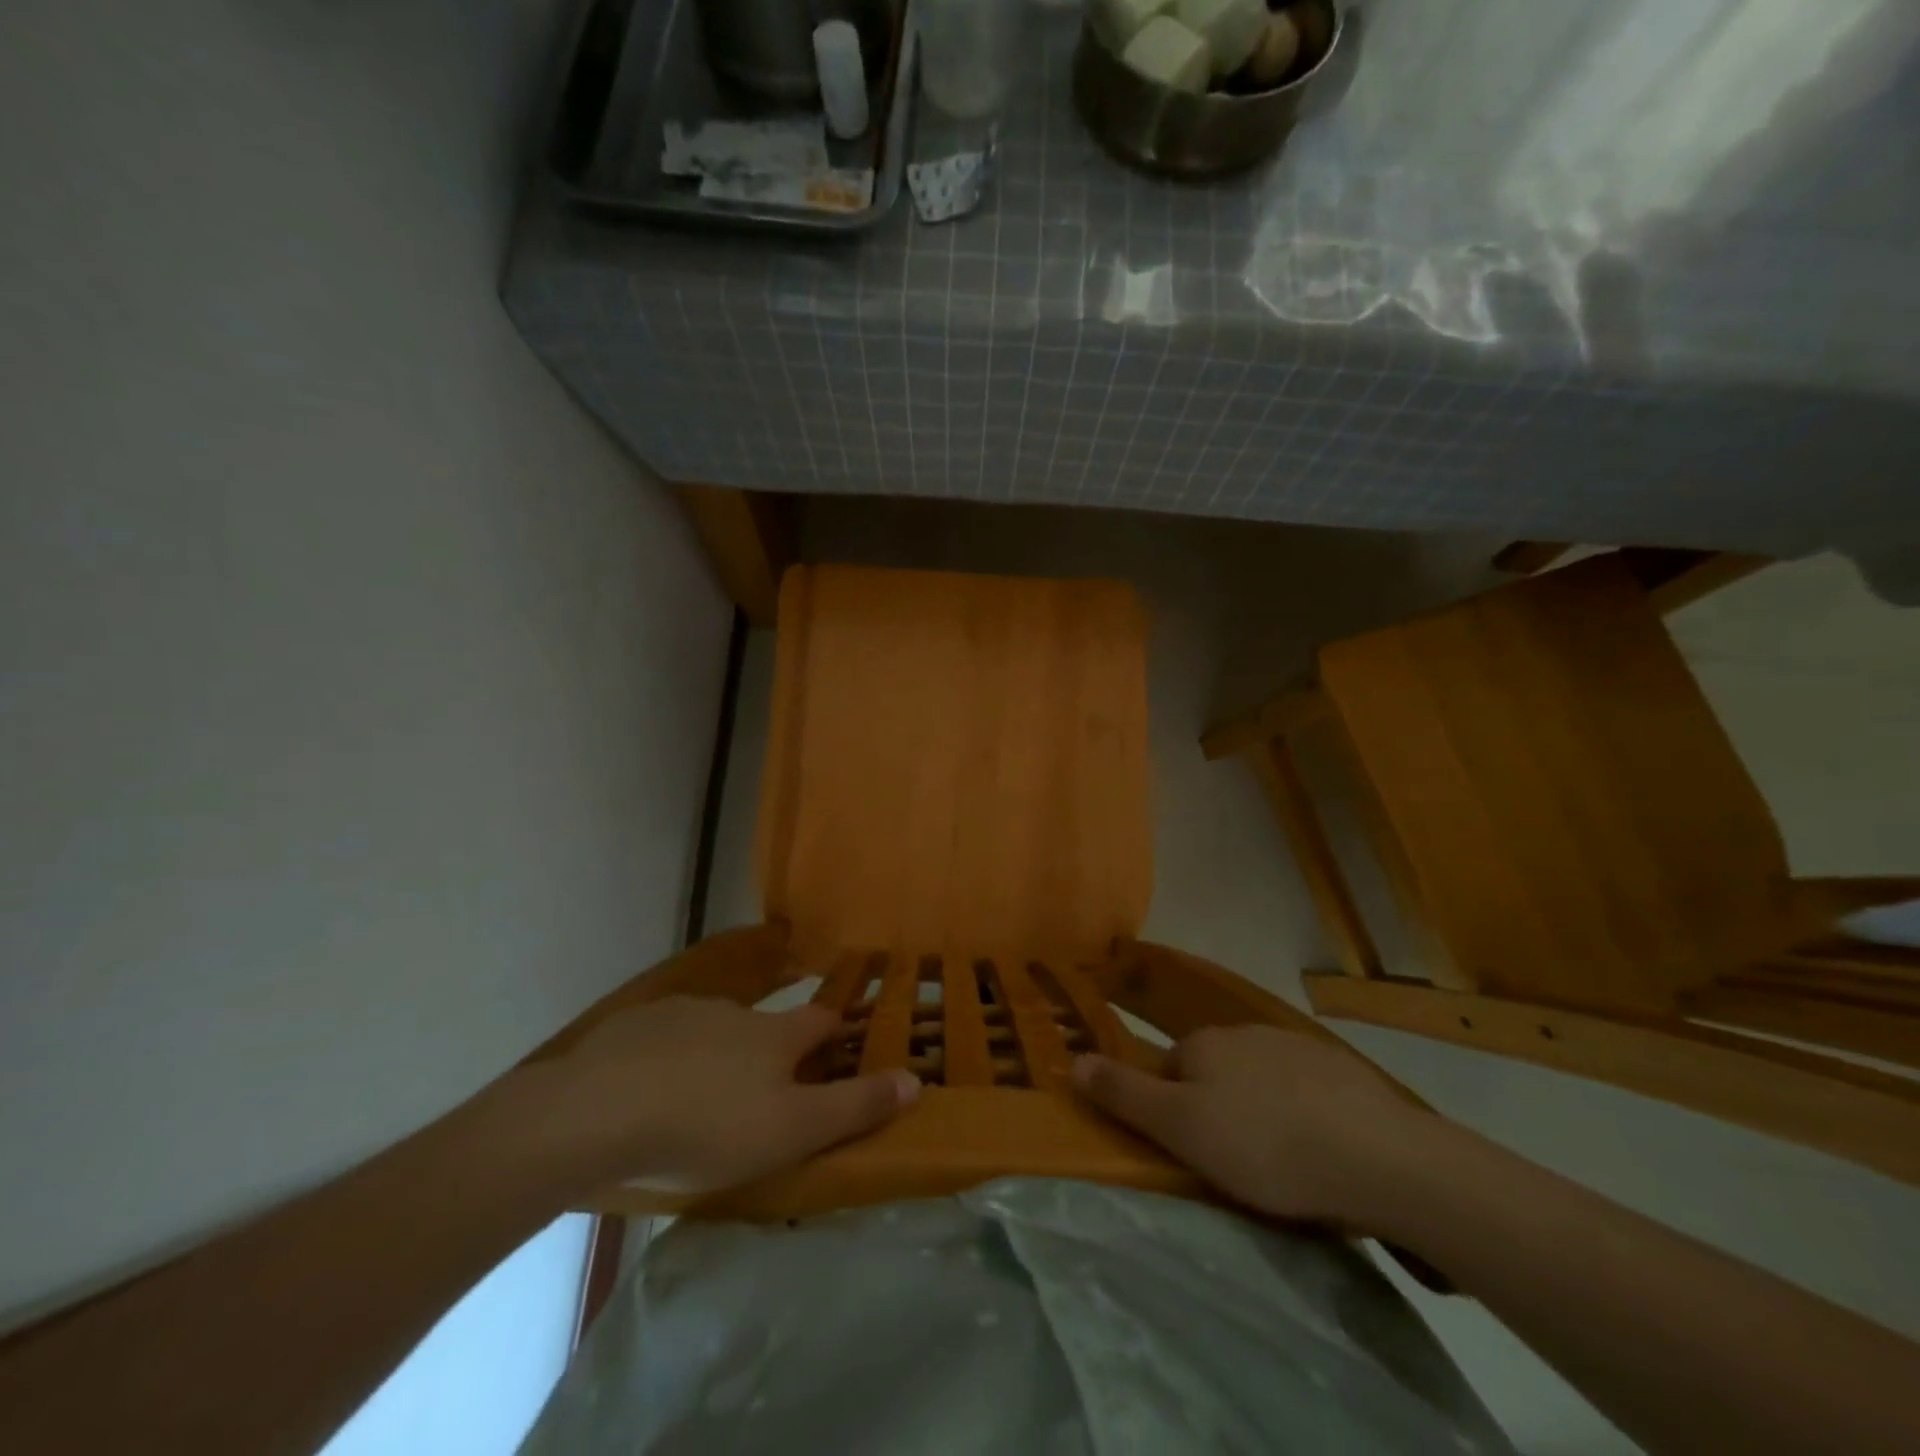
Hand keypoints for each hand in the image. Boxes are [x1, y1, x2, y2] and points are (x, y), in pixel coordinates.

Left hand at [511, 996, 919, 1195]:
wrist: (598, 1113)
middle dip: (771, 1053)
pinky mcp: (633, 1028)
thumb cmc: (709, 1127)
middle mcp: (735, 1013)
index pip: (821, 1022)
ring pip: (713, 1032)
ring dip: (717, 1056)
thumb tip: (915, 1079)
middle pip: (766, 1027)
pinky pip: (663, 1040)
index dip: (834, 1034)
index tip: (838, 1051)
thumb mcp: (793, 1130)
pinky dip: (668, 1060)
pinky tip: (647, 1094)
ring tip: (700, 1101)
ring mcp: (682, 1014)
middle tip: (761, 1096)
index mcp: (775, 1036)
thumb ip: (855, 1107)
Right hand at [1073, 1024, 1431, 1227]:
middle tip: (1234, 1164)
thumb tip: (1071, 1059)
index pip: (1170, 1068)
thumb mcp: (1180, 1129)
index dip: (1173, 1109)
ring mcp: (1296, 1047)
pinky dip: (1304, 1114)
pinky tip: (1321, 1150)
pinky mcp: (1342, 1072)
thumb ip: (1124, 1095)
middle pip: (1214, 1071)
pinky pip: (1305, 1091)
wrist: (1377, 1155)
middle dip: (1217, 1108)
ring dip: (1261, 1111)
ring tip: (1281, 1164)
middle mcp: (1244, 1033)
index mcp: (1203, 1044)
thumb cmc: (1264, 1145)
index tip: (1192, 1151)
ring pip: (1260, 1080)